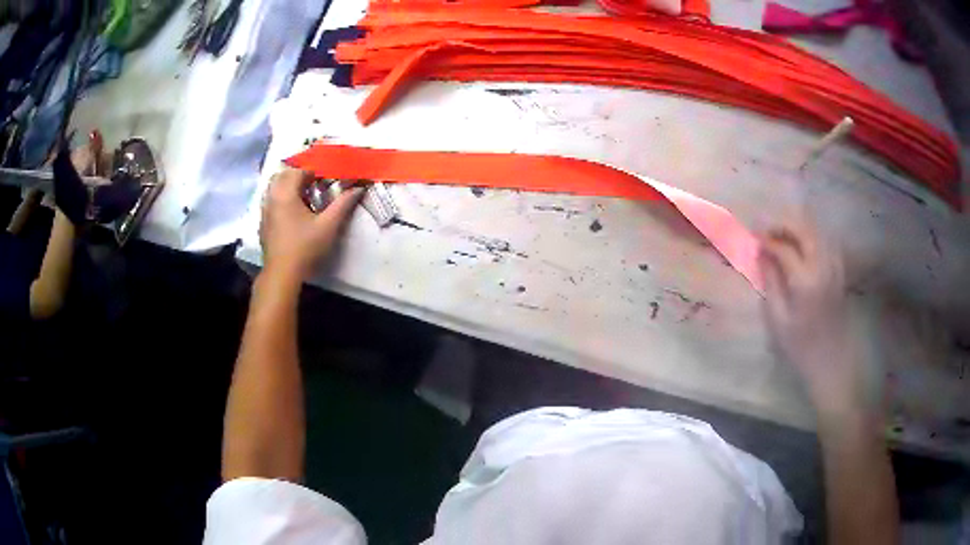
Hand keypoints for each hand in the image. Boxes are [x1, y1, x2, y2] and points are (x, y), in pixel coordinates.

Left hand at [259, 169, 362, 283]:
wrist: (282, 273)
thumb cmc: (305, 247)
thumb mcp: (328, 225)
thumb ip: (343, 204)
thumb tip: (359, 188)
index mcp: (286, 193)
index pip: (299, 171)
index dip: (314, 171)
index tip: (327, 178)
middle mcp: (272, 197)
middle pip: (283, 175)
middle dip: (299, 175)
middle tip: (315, 184)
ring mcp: (265, 210)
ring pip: (275, 188)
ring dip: (290, 186)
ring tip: (305, 197)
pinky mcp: (264, 223)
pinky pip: (271, 201)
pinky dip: (282, 199)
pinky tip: (293, 213)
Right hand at [759, 222, 864, 414]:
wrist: (831, 364)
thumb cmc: (801, 348)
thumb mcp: (778, 321)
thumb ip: (771, 283)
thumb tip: (762, 256)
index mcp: (805, 281)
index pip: (784, 248)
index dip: (767, 239)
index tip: (753, 238)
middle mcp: (823, 267)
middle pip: (805, 229)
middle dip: (783, 223)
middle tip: (766, 229)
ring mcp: (834, 267)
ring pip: (817, 232)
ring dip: (798, 227)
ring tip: (781, 234)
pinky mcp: (839, 272)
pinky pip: (826, 242)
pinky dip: (812, 236)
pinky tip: (802, 245)